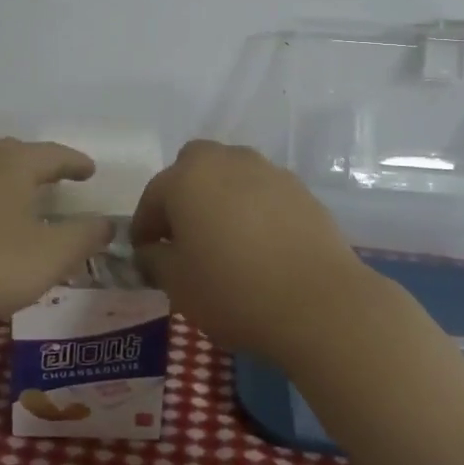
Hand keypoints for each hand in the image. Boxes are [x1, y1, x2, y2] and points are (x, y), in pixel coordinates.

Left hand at [0, 138, 112, 326]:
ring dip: (2, 177)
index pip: (54, 154)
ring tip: (14, 193)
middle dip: (37, 165)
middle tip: (53, 178)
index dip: (75, 163)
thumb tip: (108, 223)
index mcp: (13, 163)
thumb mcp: (50, 256)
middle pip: (14, 153)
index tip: (90, 171)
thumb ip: (84, 236)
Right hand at [130, 139, 375, 365]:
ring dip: (220, 197)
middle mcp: (226, 161)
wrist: (319, 303)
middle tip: (184, 235)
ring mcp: (268, 171)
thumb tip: (152, 250)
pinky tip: (259, 244)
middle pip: (193, 168)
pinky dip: (253, 208)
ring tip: (224, 238)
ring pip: (231, 175)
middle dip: (183, 195)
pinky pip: (263, 192)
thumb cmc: (234, 291)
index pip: (153, 196)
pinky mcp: (300, 190)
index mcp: (187, 178)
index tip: (144, 251)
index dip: (144, 226)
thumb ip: (155, 259)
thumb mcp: (178, 284)